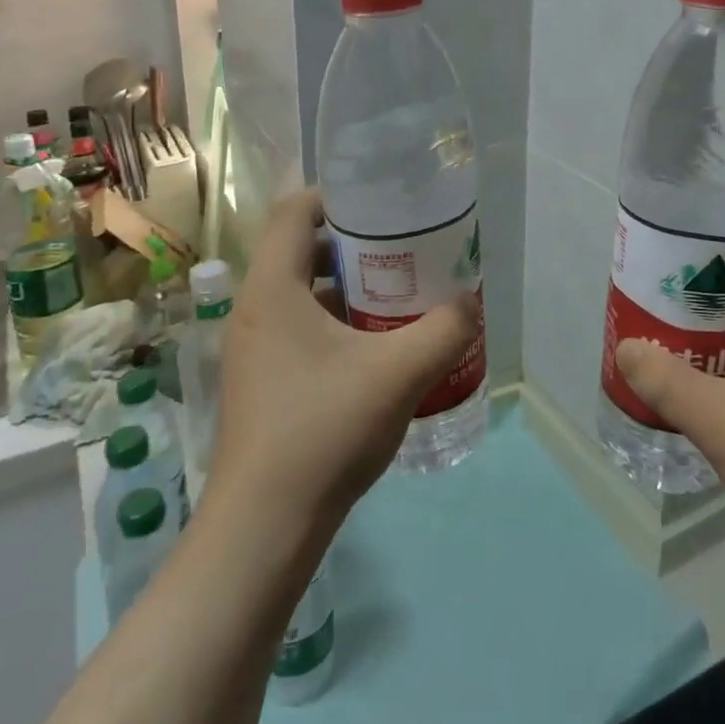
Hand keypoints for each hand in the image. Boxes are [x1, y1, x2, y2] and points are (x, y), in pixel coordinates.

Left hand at [205, 189, 478, 539]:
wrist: (265, 527)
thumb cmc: (324, 430)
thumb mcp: (399, 373)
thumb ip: (444, 329)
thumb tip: (470, 303)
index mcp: (273, 289)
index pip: (293, 211)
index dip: (335, 196)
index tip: (382, 205)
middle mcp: (254, 310)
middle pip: (300, 250)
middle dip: (353, 244)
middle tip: (403, 251)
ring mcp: (253, 349)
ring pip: (301, 293)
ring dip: (347, 288)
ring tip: (397, 297)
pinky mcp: (261, 382)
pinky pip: (299, 329)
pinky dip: (336, 324)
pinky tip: (376, 350)